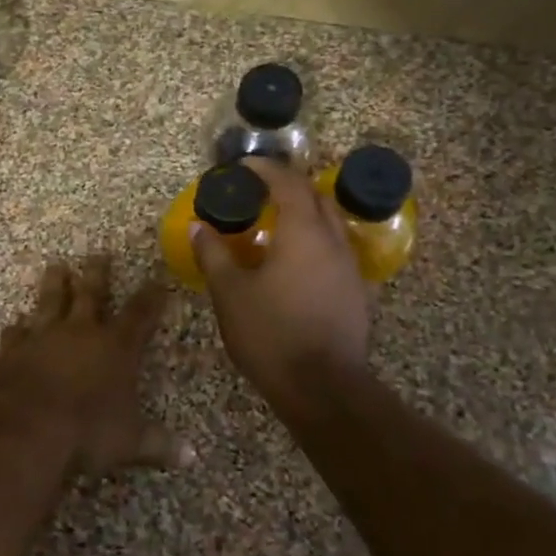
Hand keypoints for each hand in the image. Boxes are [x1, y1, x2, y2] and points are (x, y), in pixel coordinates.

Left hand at [0, 256, 187, 474]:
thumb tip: (191, 457)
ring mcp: (43, 337)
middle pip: (92, 293)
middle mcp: (80, 332)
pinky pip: (16, 333)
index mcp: (116, 347)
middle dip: (98, 273)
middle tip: (99, 253)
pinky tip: (15, 324)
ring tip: (57, 266)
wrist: (28, 430)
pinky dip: (16, 328)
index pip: (140, 314)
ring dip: (54, 284)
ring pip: (51, 301)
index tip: (157, 279)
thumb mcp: (130, 442)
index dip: (151, 296)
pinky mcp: (13, 350)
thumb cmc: (88, 433)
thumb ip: (158, 443)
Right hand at [192, 157, 370, 407]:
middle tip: (259, 190)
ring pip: (330, 224)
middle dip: (289, 186)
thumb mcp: (230, 293)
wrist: (323, 388)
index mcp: (303, 232)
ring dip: (304, 213)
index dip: (266, 169)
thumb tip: (198, 227)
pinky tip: (294, 261)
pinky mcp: (356, 292)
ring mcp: (350, 267)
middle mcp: (333, 241)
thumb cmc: (271, 333)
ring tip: (275, 223)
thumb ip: (213, 254)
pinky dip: (314, 240)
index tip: (244, 167)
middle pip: (315, 198)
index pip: (288, 183)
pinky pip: (335, 249)